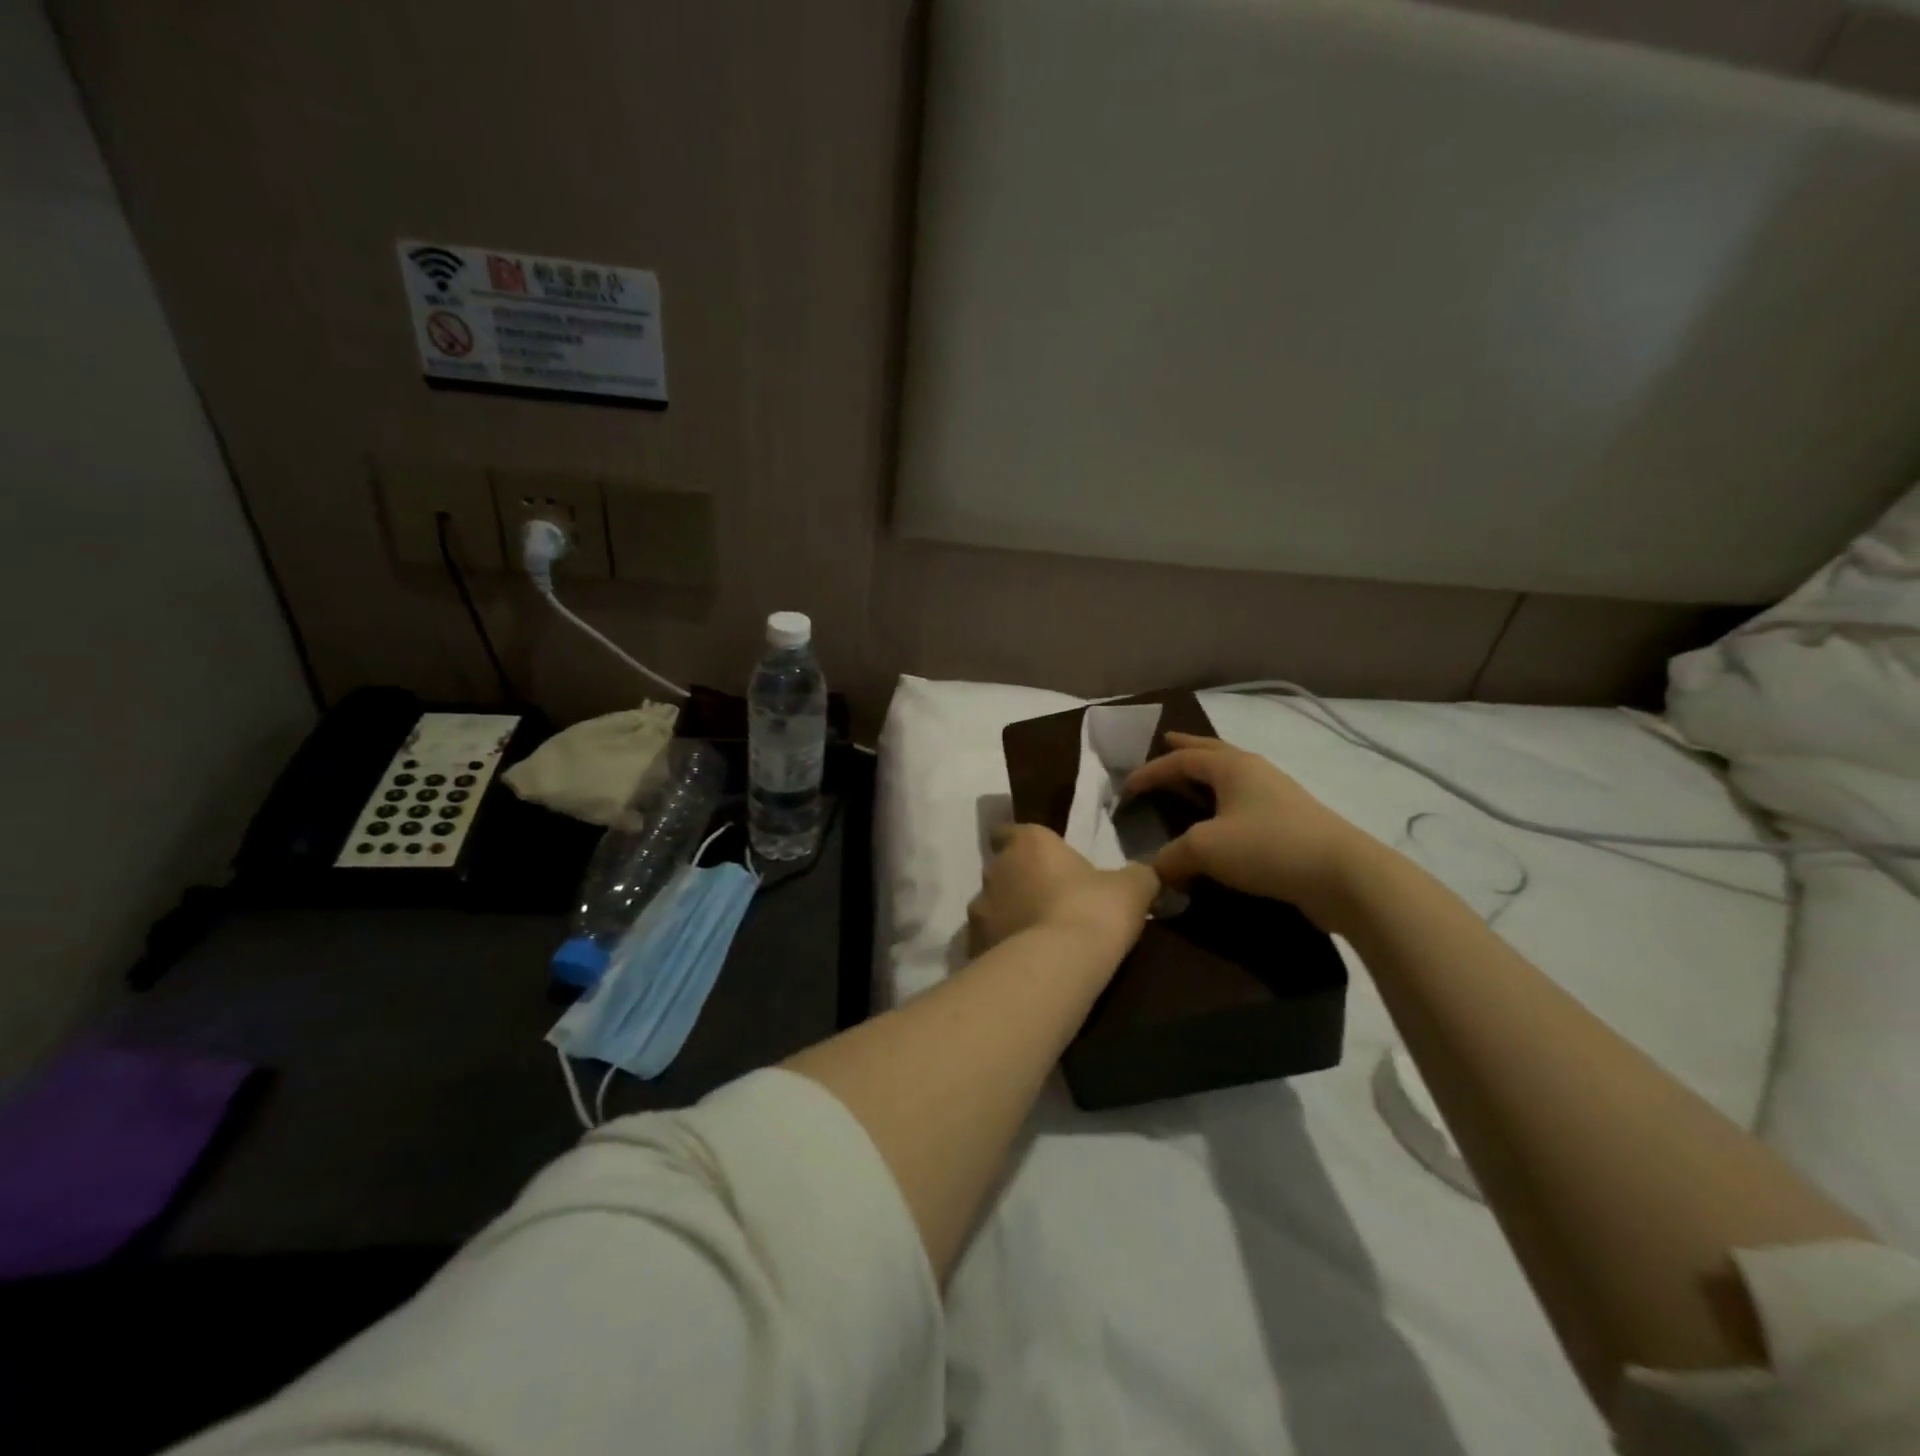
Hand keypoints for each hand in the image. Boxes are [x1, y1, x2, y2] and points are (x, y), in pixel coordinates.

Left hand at [969, 824, 1159, 958]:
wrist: (1057, 966)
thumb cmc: (1093, 911)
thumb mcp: (1132, 889)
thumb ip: (1136, 875)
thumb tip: (1143, 874)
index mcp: (1028, 843)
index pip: (1011, 831)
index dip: (1025, 844)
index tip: (1042, 858)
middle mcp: (995, 869)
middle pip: (1002, 870)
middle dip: (1019, 883)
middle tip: (1049, 902)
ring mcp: (978, 910)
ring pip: (992, 907)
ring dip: (1008, 917)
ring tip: (1036, 938)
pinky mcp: (973, 947)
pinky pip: (988, 942)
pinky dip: (1001, 949)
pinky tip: (1025, 965)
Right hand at [1121, 732, 1372, 931]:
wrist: (1342, 875)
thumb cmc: (1266, 848)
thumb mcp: (1205, 849)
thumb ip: (1172, 856)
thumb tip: (1159, 870)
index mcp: (1232, 767)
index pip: (1181, 760)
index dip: (1151, 771)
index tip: (1127, 787)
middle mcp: (1255, 772)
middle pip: (1213, 751)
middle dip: (1186, 747)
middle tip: (1165, 741)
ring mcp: (1278, 795)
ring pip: (1233, 776)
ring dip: (1207, 774)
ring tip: (1191, 778)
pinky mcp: (1291, 823)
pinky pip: (1246, 802)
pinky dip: (1225, 802)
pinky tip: (1222, 819)